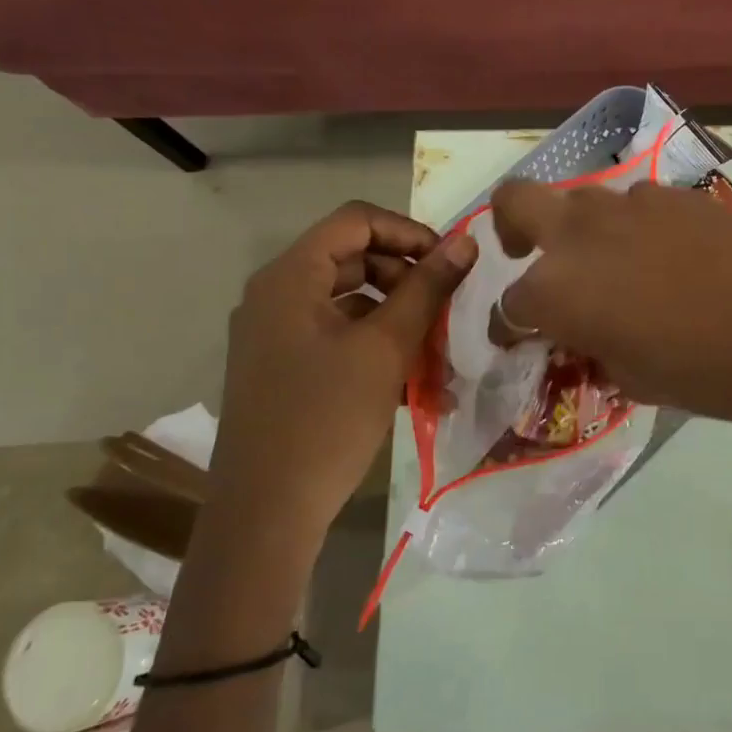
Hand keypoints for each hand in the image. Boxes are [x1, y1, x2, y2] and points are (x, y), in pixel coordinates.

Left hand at [208, 201, 477, 548]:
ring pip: (349, 301)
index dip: (409, 232)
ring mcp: (276, 334)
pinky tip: (415, 380)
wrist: (267, 510)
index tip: (451, 262)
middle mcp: (276, 295)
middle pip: (352, 259)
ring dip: (398, 316)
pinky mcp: (284, 367)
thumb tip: (464, 242)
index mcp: (290, 277)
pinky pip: (337, 336)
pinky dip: (376, 346)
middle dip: (407, 277)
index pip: (356, 221)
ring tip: (439, 349)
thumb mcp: (386, 348)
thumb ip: (426, 289)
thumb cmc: (327, 418)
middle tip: (448, 307)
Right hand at [487, 181, 731, 463]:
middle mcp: (581, 234)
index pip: (510, 306)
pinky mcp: (678, 194)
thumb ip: (596, 350)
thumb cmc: (709, 372)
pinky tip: (669, 259)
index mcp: (558, 290)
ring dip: (584, 232)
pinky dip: (634, 229)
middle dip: (511, 230)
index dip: (511, 326)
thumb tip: (589, 337)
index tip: (522, 338)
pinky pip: (637, 206)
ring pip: (584, 203)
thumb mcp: (636, 378)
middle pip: (516, 202)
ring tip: (619, 270)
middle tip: (531, 257)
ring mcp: (631, 204)